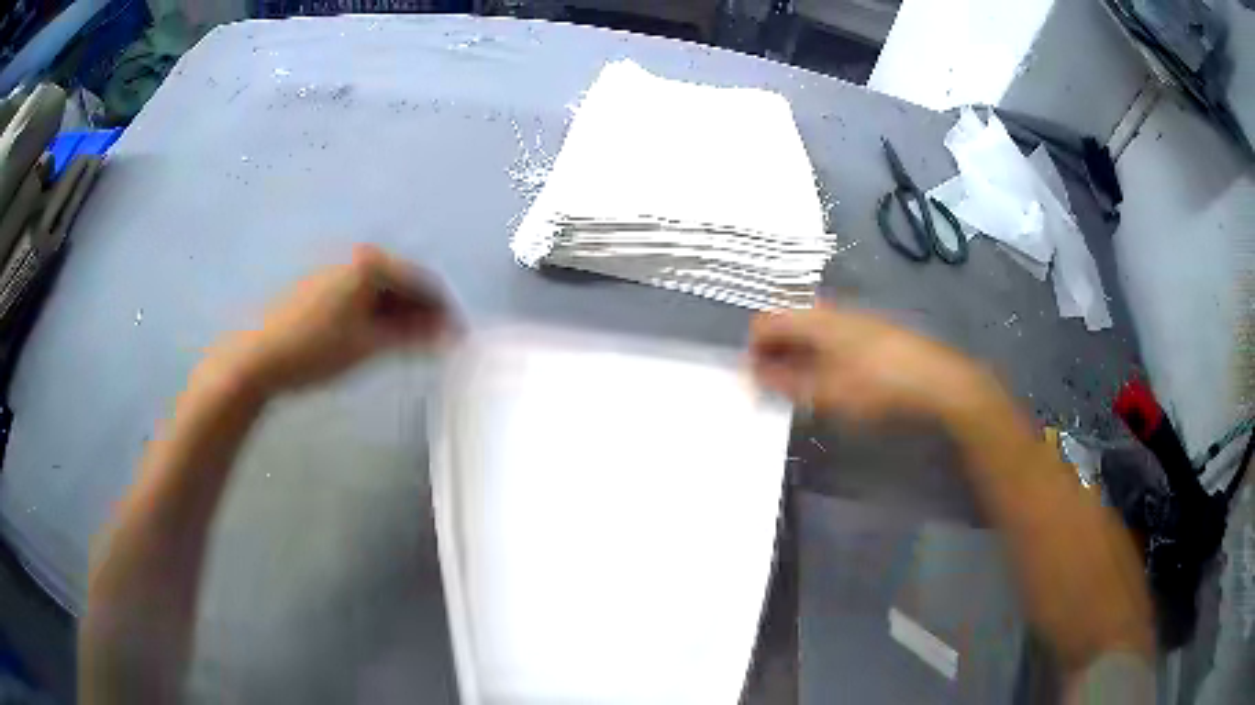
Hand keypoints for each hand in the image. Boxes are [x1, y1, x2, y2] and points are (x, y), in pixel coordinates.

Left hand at [212, 244, 457, 395]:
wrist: (260, 356)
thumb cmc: (316, 348)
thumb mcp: (369, 345)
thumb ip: (414, 337)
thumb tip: (451, 336)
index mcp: (371, 262)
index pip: (422, 282)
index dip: (444, 311)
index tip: (458, 339)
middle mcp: (356, 257)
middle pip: (403, 283)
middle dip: (422, 314)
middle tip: (436, 347)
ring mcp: (337, 270)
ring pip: (382, 291)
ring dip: (400, 317)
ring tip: (411, 348)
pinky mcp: (323, 287)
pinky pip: (363, 297)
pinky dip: (377, 316)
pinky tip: (379, 339)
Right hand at [749, 303, 989, 421]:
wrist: (937, 381)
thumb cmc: (878, 386)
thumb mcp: (827, 393)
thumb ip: (786, 384)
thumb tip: (755, 375)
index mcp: (814, 319)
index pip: (765, 321)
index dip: (753, 349)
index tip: (754, 380)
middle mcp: (830, 311)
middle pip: (786, 322)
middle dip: (773, 352)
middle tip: (775, 386)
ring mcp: (853, 318)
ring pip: (809, 330)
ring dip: (796, 355)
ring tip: (801, 388)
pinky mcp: (870, 331)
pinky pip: (830, 336)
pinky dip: (818, 355)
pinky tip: (831, 381)